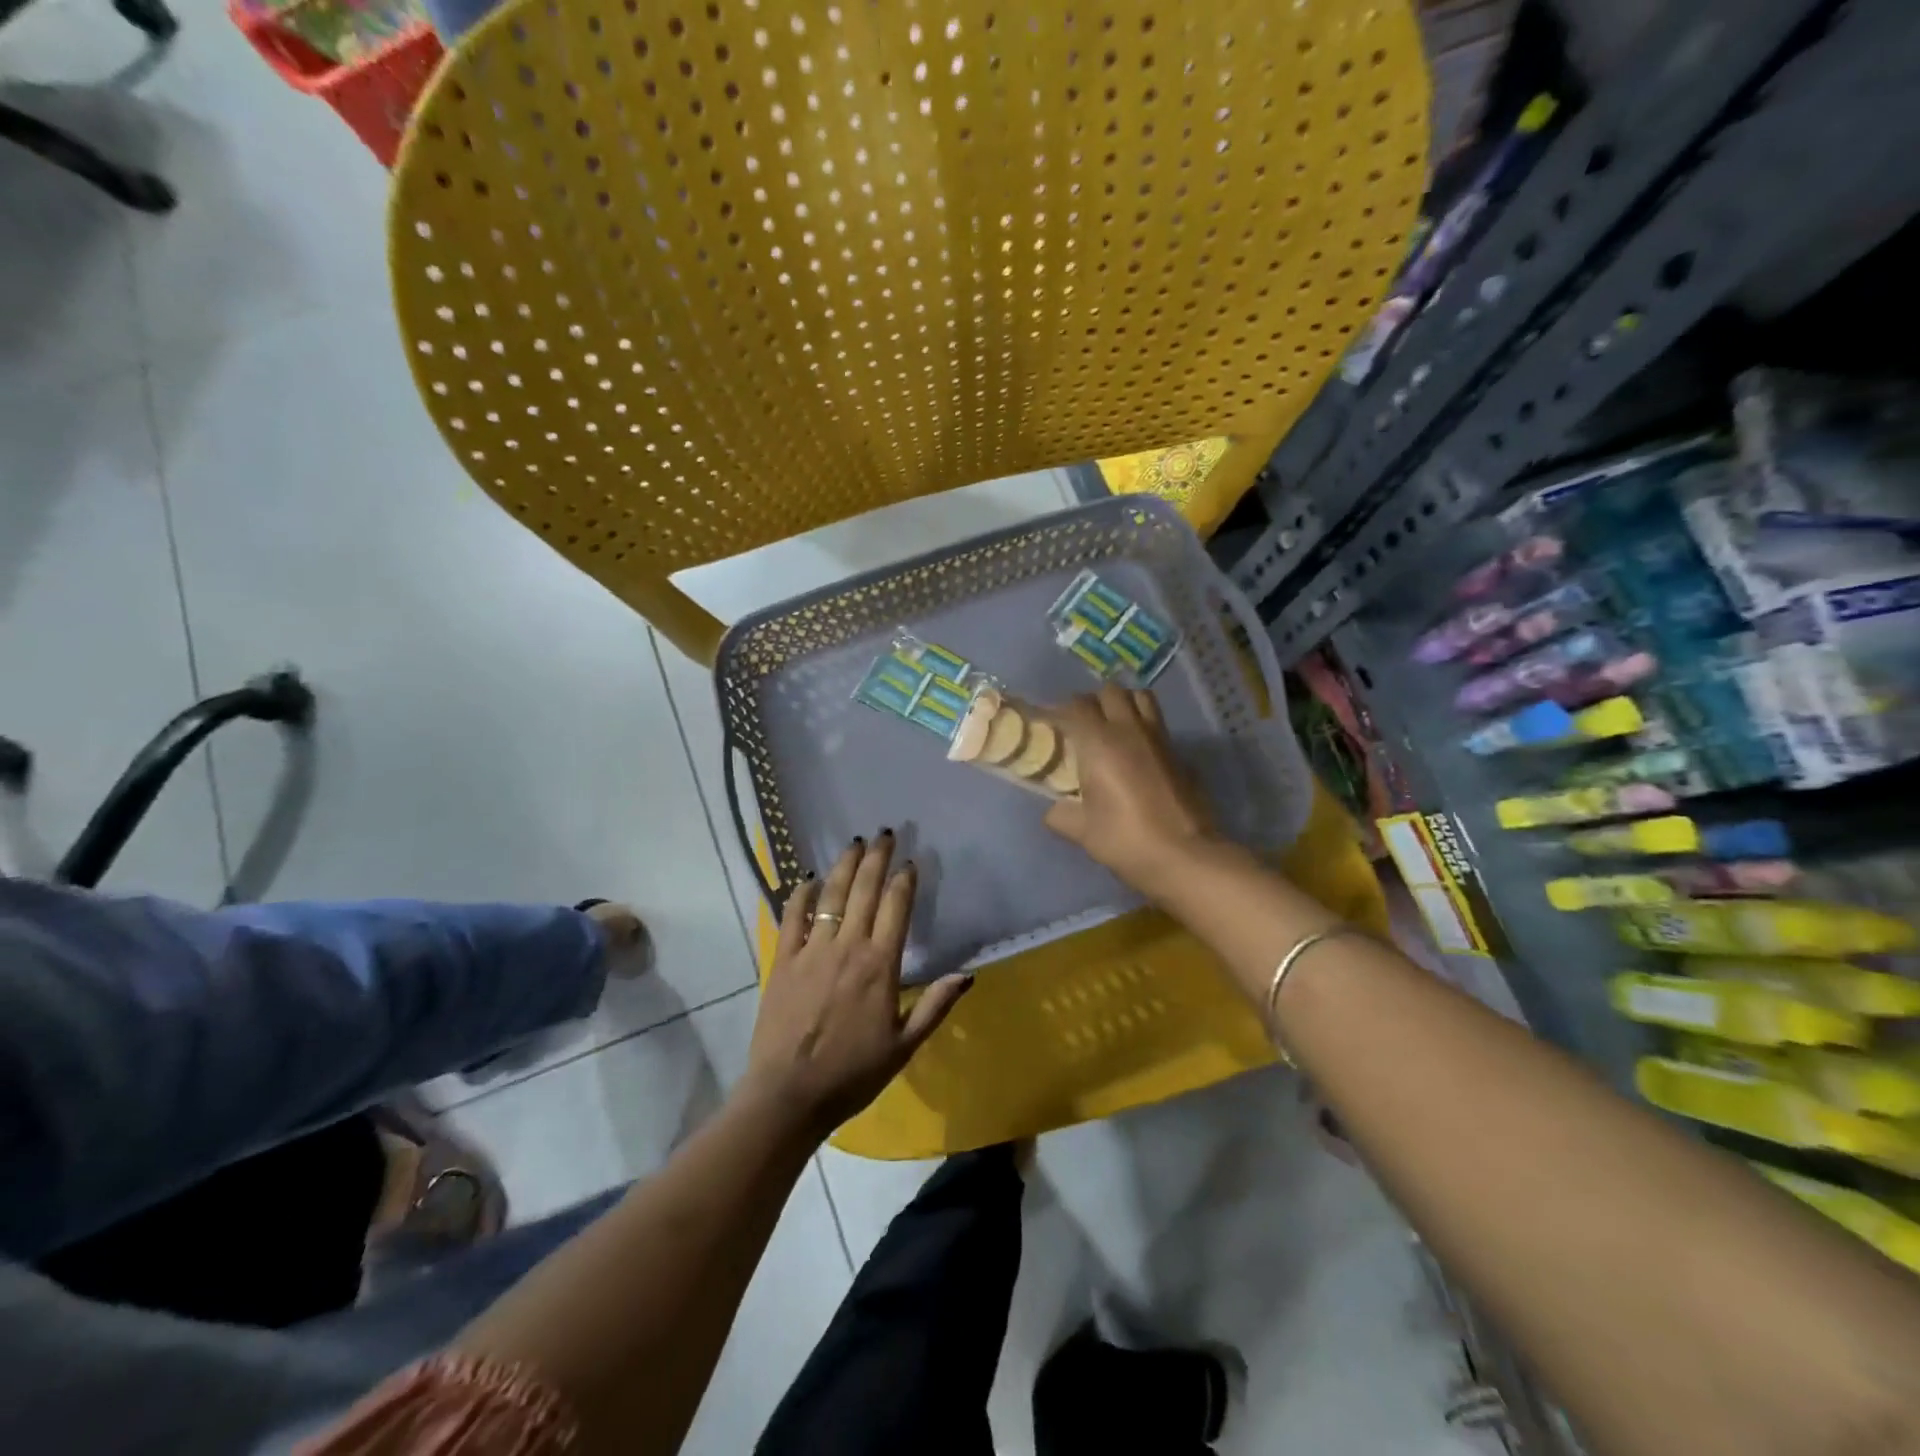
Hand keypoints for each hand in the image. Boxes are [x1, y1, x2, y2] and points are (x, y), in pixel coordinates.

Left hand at [744, 831, 972, 1139]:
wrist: (789, 1094)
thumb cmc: (853, 1074)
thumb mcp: (905, 1046)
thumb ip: (935, 1006)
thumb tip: (968, 973)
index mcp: (880, 965)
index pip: (896, 908)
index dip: (904, 881)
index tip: (910, 862)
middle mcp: (848, 947)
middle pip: (864, 891)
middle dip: (876, 859)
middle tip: (884, 834)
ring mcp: (812, 950)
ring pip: (831, 896)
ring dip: (844, 866)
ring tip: (854, 843)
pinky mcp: (783, 960)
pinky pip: (793, 916)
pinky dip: (802, 893)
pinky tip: (810, 879)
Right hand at [1044, 684, 1220, 893]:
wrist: (1184, 855)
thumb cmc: (1125, 839)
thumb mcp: (1082, 831)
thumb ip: (1061, 814)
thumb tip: (1054, 809)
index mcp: (1099, 742)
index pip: (1074, 707)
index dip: (1057, 711)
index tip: (1047, 724)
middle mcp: (1129, 730)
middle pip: (1109, 692)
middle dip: (1092, 702)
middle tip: (1080, 725)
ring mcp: (1159, 738)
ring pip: (1140, 698)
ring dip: (1123, 704)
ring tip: (1111, 726)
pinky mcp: (1179, 753)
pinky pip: (1158, 724)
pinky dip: (1143, 727)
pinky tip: (1137, 752)